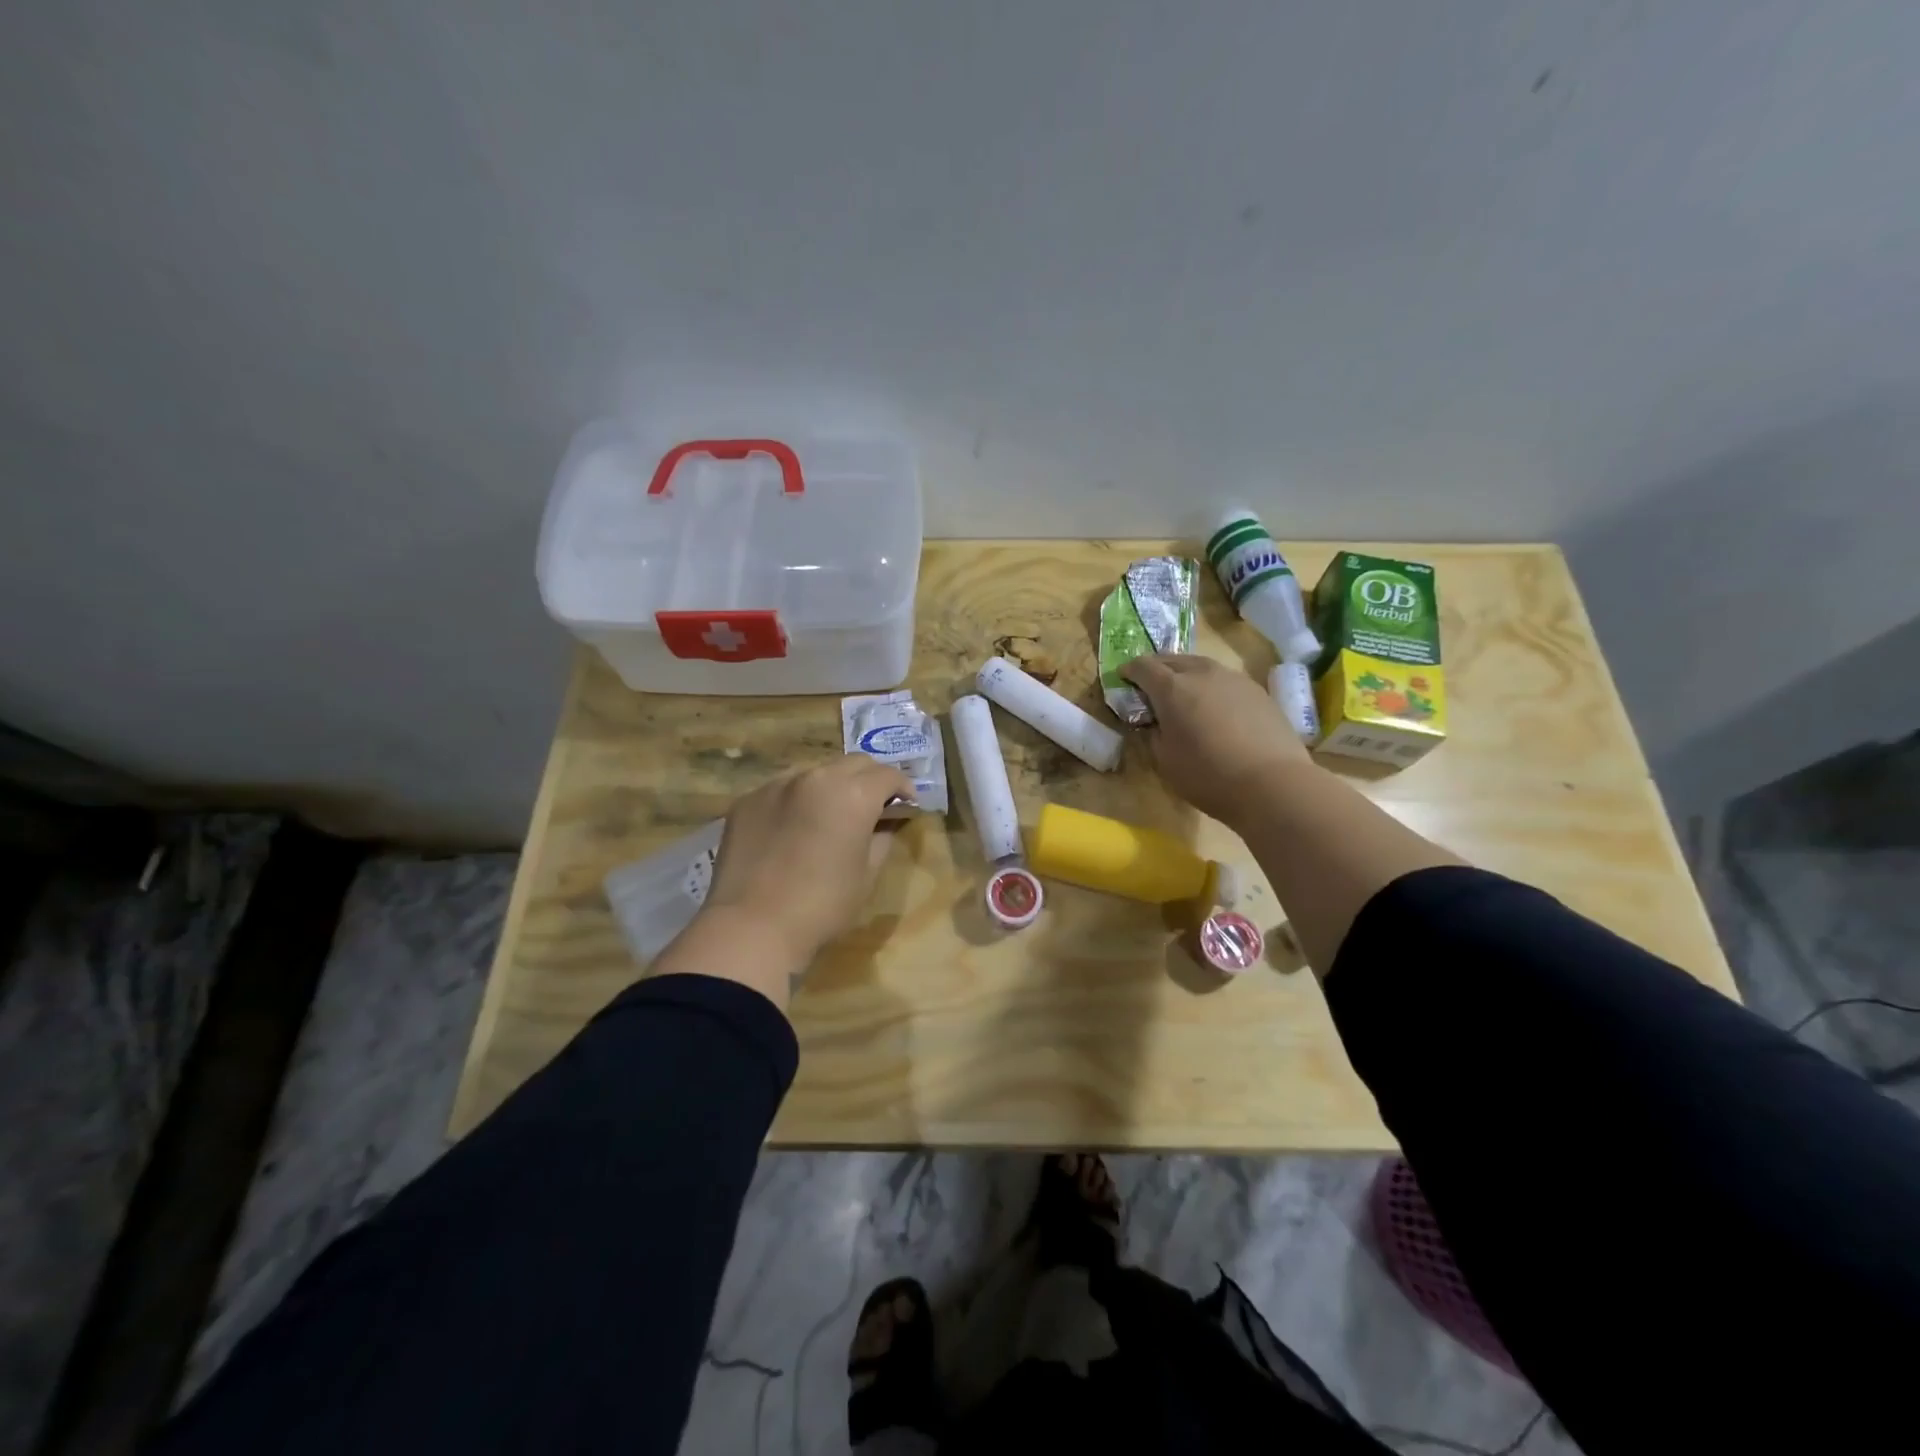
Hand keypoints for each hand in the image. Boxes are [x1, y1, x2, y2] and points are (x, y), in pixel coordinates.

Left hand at [700, 757, 913, 969]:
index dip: (903, 788)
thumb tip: (882, 824)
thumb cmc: (822, 906)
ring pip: (815, 772)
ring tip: (832, 813)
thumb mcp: (866, 875)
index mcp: (853, 795)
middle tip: (875, 804)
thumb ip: (881, 839)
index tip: (907, 804)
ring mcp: (777, 785)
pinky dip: (797, 800)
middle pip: (854, 764)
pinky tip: (794, 827)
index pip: (888, 775)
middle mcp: (816, 778)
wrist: (751, 926)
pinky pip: (782, 790)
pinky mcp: (748, 800)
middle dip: (870, 779)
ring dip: (832, 785)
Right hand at [1121, 654, 1310, 827]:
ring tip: (1184, 694)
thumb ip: (1153, 734)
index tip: (1123, 679)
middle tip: (1150, 685)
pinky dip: (1211, 687)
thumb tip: (1155, 722)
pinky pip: (1224, 680)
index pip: (1143, 666)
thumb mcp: (1165, 761)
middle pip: (1172, 659)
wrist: (1273, 783)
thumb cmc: (1208, 776)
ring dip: (1186, 675)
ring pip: (1201, 666)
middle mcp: (1202, 673)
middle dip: (1157, 668)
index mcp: (1172, 688)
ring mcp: (1233, 679)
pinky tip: (1215, 708)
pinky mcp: (1257, 691)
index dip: (1129, 671)